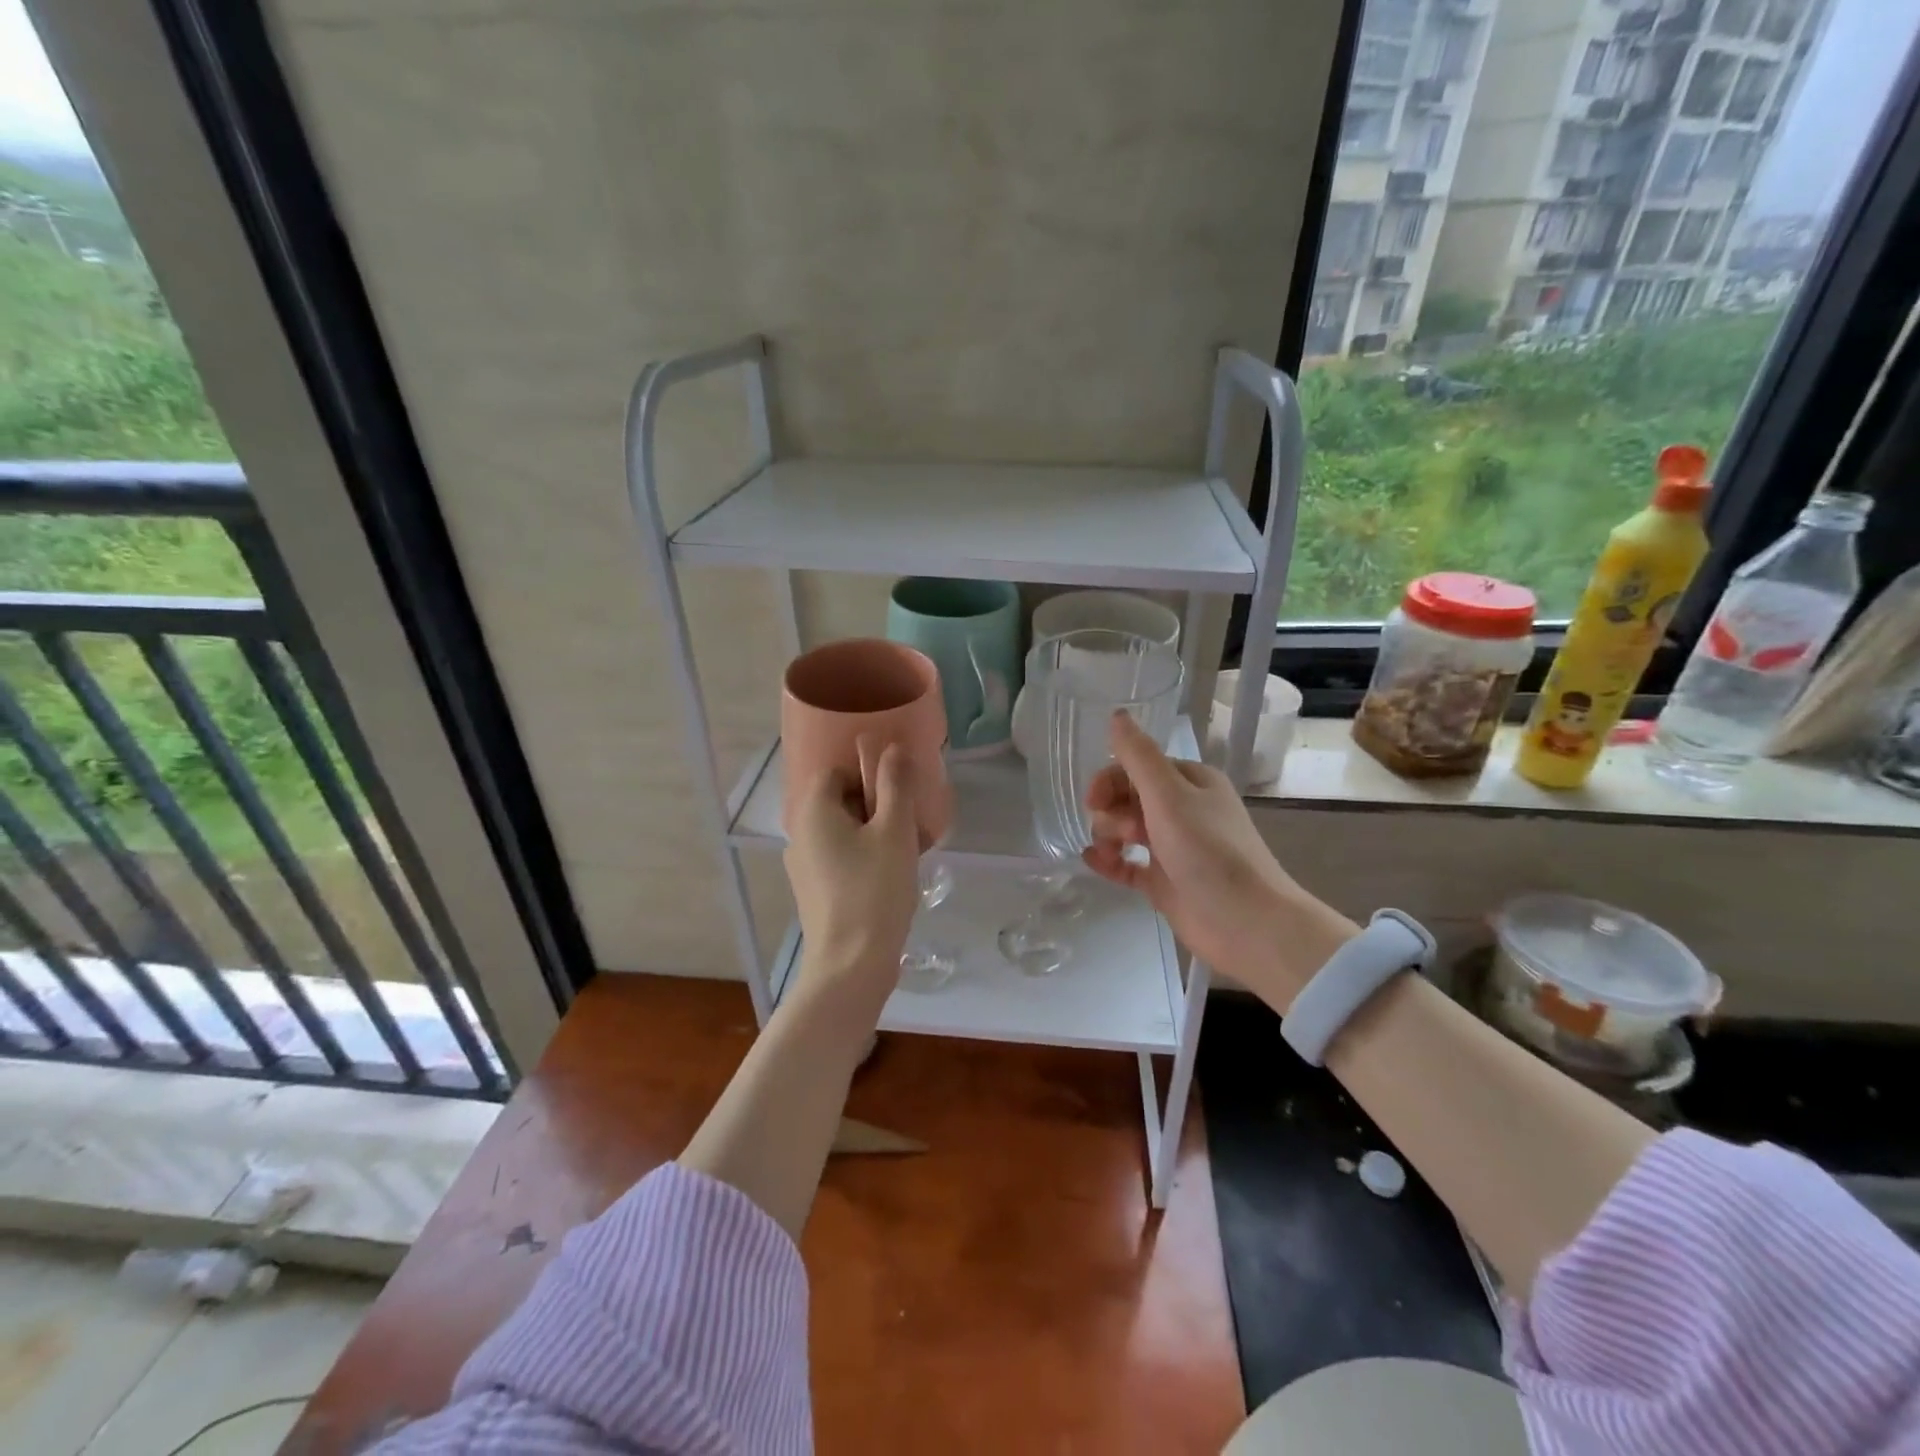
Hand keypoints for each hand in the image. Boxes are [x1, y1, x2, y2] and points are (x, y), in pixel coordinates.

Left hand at [782, 744, 920, 1022]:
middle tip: (910, 822)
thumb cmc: (874, 890)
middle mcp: (800, 834)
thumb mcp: (894, 831)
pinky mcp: (815, 892)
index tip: (898, 793)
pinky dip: (865, 857)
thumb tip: (892, 747)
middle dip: (877, 804)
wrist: (851, 964)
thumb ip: (895, 784)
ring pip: (843, 832)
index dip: (868, 774)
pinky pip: (841, 858)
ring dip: (875, 832)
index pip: (836, 771)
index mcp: (813, 811)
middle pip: (840, 801)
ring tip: (909, 850)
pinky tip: (893, 877)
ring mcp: (804, 866)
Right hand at [1082, 712, 1356, 1008]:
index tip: (1094, 800)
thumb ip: (1138, 756)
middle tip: (1123, 833)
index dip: (1111, 779)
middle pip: (1127, 797)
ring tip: (1111, 852)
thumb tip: (1116, 715)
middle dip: (1111, 810)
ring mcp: (1173, 847)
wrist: (1246, 923)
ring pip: (1124, 829)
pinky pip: (1126, 864)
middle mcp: (1182, 810)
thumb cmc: (1209, 851)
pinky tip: (1093, 862)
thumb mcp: (1169, 795)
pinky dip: (1109, 861)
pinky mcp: (1164, 882)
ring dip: (1108, 835)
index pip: (1137, 767)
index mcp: (1190, 782)